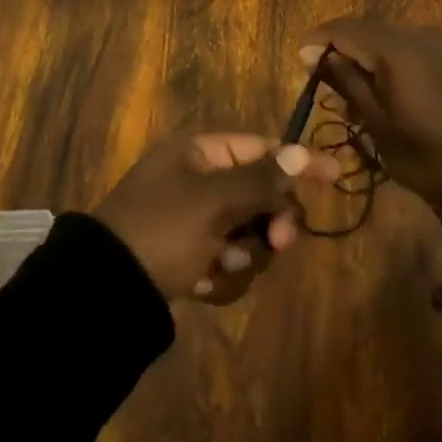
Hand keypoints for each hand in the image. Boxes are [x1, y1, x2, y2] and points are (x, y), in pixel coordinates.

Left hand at [94, 133, 338, 304]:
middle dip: (268, 221)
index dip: (297, 162)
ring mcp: (193, 220)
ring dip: (243, 253)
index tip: (335, 175)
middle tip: (277, 242)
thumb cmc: (162, 230)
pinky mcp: (189, 256)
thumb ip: (262, 179)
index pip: (261, 148)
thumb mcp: (214, 201)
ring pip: (248, 232)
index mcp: (199, 152)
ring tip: (218, 265)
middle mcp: (198, 180)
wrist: (105, 293)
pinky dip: (222, 274)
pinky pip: (228, 259)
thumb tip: (303, 150)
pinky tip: (202, 284)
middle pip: (260, 194)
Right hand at [300, 19, 441, 206]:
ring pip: (394, 39)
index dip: (318, 39)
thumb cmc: (428, 154)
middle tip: (327, 80)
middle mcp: (419, 36)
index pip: (345, 29)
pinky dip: (397, 62)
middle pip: (369, 30)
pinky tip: (394, 89)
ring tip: (360, 90)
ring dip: (371, 56)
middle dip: (344, 48)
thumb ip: (348, 83)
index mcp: (395, 49)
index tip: (301, 60)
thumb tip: (319, 55)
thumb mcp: (378, 124)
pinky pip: (417, 50)